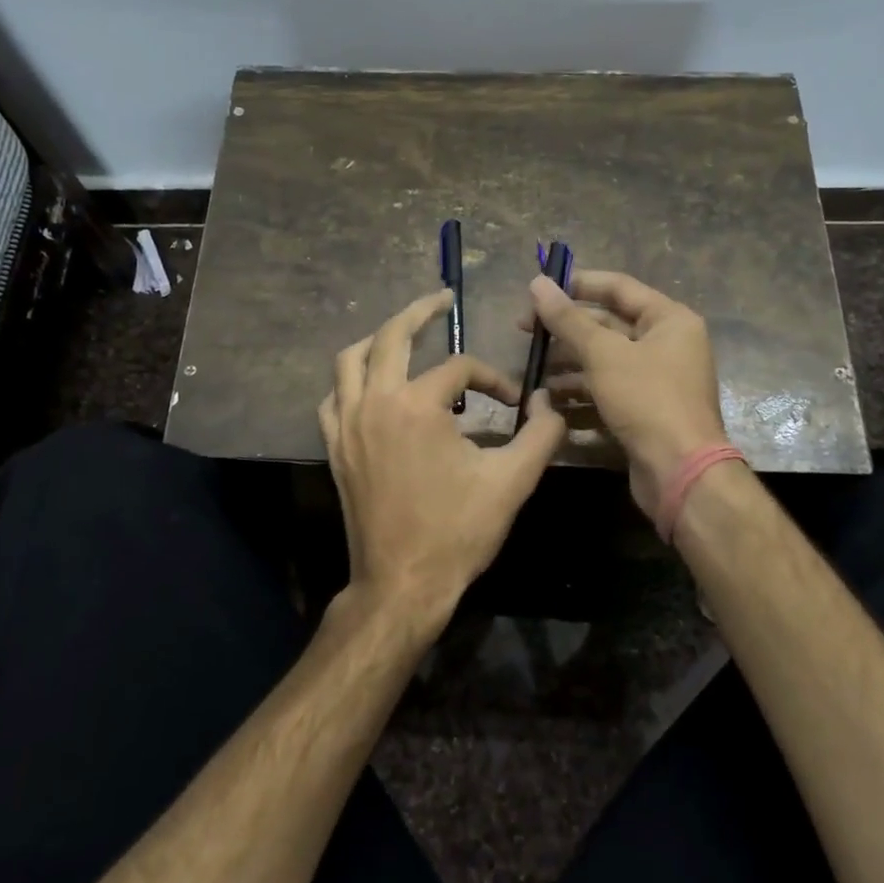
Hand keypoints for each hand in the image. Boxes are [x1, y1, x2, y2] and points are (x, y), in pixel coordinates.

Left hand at [319, 289, 565, 635]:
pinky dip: (351, 380)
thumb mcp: (512, 481)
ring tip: (403, 333)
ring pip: (350, 359)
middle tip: (442, 298)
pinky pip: (334, 396)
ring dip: (378, 339)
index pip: (459, 368)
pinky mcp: (335, 446)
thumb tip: (549, 402)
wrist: (402, 583)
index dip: (491, 378)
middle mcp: (375, 402)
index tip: (512, 402)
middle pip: (391, 336)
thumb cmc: (457, 532)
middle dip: (420, 311)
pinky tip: (371, 386)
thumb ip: (541, 434)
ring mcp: (347, 423)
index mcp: (417, 406)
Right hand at [526, 269, 727, 518]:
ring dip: (568, 364)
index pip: (618, 287)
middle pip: (609, 325)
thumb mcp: (603, 354)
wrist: (680, 473)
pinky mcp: (644, 410)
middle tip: (525, 332)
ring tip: (532, 370)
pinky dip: (580, 392)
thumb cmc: (646, 400)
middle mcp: (667, 344)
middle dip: (566, 329)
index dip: (577, 284)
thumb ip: (568, 319)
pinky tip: (549, 400)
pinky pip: (607, 390)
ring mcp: (656, 380)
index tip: (538, 290)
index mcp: (669, 320)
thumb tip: (538, 283)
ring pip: (604, 360)